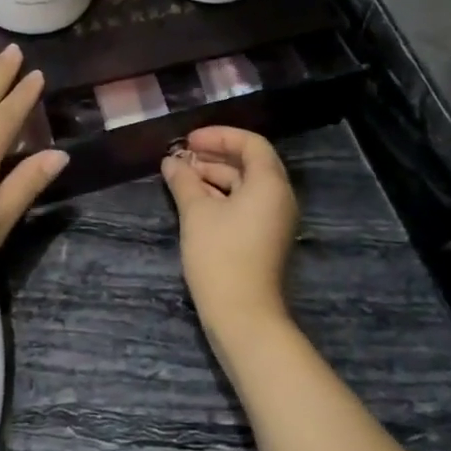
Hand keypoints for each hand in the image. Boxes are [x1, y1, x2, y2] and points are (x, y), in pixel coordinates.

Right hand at [161, 126, 299, 334]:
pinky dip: (221, 197)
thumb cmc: (220, 255)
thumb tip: (171, 162)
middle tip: (181, 157)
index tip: (189, 141)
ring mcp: (274, 220)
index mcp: (270, 184)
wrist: (242, 314)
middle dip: (214, 156)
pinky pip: (245, 206)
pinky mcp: (264, 239)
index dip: (219, 136)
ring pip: (245, 186)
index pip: (251, 144)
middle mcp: (279, 198)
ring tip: (180, 178)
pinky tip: (193, 201)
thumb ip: (184, 181)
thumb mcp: (196, 213)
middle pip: (250, 164)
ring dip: (214, 177)